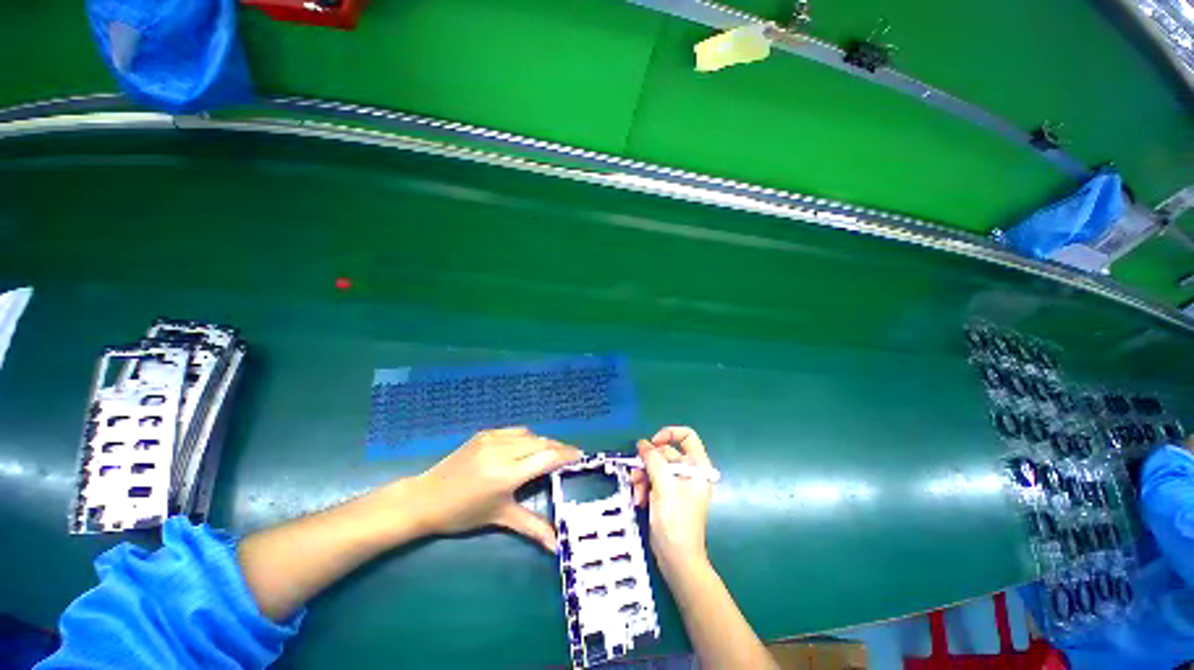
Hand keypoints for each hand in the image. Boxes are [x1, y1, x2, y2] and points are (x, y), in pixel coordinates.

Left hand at [410, 427, 581, 551]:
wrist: (426, 498)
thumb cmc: (463, 514)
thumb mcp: (499, 518)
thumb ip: (532, 527)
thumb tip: (557, 546)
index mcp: (507, 474)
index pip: (547, 457)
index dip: (566, 455)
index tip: (581, 456)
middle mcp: (502, 451)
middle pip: (541, 443)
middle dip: (559, 448)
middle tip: (570, 456)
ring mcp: (492, 439)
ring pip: (530, 435)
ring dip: (544, 441)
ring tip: (552, 451)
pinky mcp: (485, 433)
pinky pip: (515, 431)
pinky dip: (528, 437)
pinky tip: (529, 446)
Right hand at [629, 426, 713, 571]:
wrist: (677, 560)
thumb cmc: (676, 521)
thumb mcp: (663, 486)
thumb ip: (653, 460)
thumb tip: (643, 444)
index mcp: (697, 467)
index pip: (687, 437)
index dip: (669, 434)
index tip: (653, 443)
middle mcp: (689, 473)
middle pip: (666, 453)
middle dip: (648, 463)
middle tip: (636, 473)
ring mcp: (678, 486)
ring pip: (656, 468)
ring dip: (642, 477)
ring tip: (637, 493)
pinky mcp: (668, 497)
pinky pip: (653, 482)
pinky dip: (644, 488)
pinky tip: (639, 501)